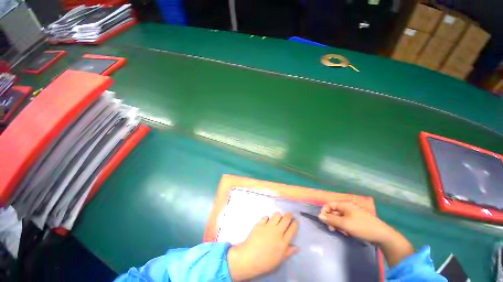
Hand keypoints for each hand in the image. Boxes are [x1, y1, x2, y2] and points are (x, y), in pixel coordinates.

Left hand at [227, 212, 297, 280]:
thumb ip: (288, 252)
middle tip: (289, 215)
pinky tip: (266, 222)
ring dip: (278, 215)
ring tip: (278, 218)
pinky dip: (267, 218)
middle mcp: (277, 232)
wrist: (249, 257)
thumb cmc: (265, 262)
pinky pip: (266, 216)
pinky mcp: (260, 223)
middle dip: (289, 215)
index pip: (292, 229)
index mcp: (283, 242)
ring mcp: (268, 226)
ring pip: (277, 215)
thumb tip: (297, 247)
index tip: (295, 221)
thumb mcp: (279, 260)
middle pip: (286, 219)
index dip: (295, 223)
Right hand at [317, 201, 392, 243]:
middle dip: (332, 220)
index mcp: (344, 205)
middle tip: (333, 229)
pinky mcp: (355, 221)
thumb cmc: (362, 227)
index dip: (324, 211)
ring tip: (343, 233)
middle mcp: (347, 208)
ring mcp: (352, 214)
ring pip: (339, 218)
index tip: (324, 221)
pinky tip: (348, 233)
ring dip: (338, 225)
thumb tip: (319, 215)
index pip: (329, 205)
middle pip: (333, 212)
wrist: (382, 235)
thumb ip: (331, 219)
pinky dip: (344, 227)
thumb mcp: (344, 224)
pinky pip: (345, 222)